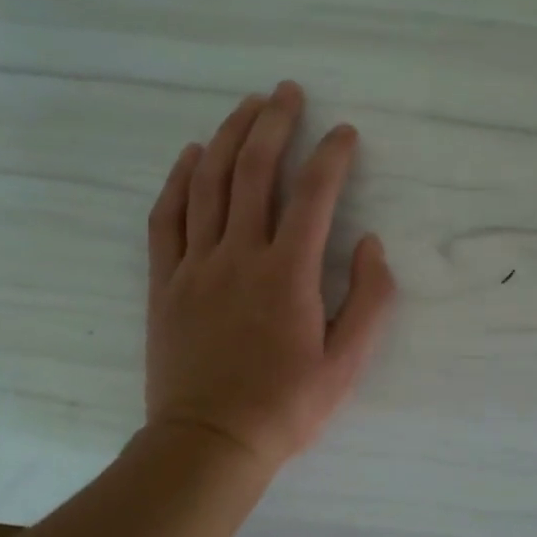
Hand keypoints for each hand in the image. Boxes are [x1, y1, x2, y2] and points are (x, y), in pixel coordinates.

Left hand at [144, 82, 396, 472]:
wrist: (208, 444)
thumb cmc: (285, 407)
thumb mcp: (347, 363)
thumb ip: (369, 299)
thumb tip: (371, 243)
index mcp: (289, 274)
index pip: (315, 195)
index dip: (332, 156)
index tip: (345, 133)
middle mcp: (240, 255)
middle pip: (255, 171)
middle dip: (274, 123)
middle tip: (287, 92)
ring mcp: (196, 265)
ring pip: (209, 183)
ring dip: (228, 137)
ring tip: (246, 106)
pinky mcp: (165, 281)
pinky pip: (167, 217)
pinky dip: (179, 179)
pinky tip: (192, 154)